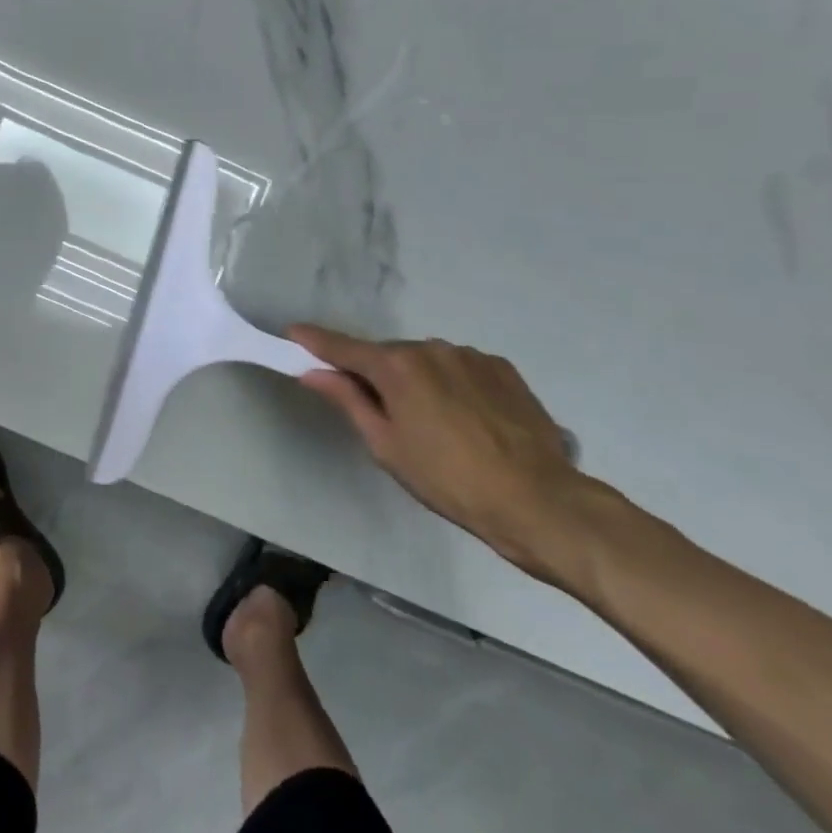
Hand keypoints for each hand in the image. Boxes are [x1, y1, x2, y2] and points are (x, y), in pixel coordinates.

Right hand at [291, 328, 596, 581]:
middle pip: (387, 355)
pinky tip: (466, 418)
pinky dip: (450, 383)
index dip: (315, 341)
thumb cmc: (448, 479)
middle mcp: (430, 348)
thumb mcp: (385, 445)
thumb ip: (348, 400)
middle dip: (375, 373)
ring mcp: (470, 355)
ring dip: (417, 379)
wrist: (538, 500)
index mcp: (396, 366)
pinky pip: (459, 368)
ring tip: (434, 423)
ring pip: (425, 360)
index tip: (293, 332)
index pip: (343, 347)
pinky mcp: (502, 368)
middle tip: (380, 412)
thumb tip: (313, 372)